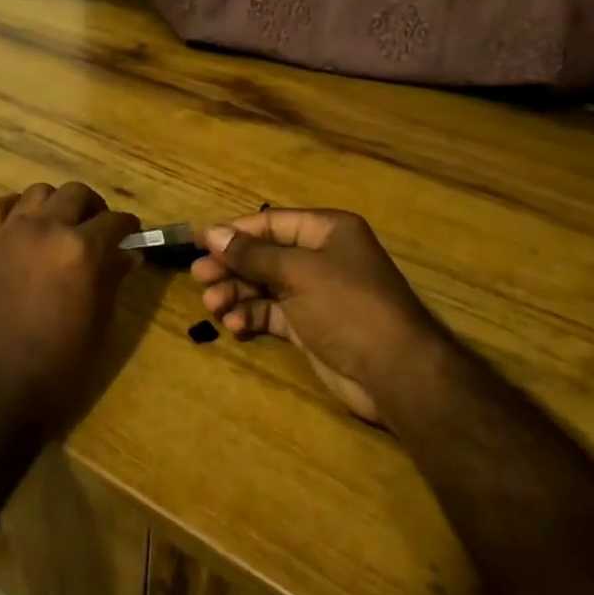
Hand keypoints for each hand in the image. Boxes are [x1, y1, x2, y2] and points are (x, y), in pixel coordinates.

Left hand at [0, 182, 142, 437]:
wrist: (1, 386)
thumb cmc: (62, 362)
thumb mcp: (101, 320)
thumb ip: (113, 277)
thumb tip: (128, 253)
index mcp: (82, 249)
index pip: (115, 220)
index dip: (128, 227)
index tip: (131, 235)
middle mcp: (47, 228)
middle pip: (77, 193)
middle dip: (94, 208)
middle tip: (97, 229)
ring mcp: (11, 232)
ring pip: (39, 192)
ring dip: (55, 204)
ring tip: (59, 226)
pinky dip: (14, 209)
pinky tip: (22, 226)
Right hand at [189, 209, 444, 424]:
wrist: (395, 372)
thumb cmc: (347, 305)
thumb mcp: (297, 273)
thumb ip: (252, 254)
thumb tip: (213, 233)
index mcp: (327, 231)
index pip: (272, 222)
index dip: (235, 231)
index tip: (200, 242)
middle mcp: (321, 257)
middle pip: (265, 254)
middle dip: (232, 266)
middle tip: (199, 277)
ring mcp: (316, 293)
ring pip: (265, 285)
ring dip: (237, 293)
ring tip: (213, 305)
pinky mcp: (310, 326)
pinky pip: (272, 313)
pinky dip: (252, 316)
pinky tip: (235, 326)